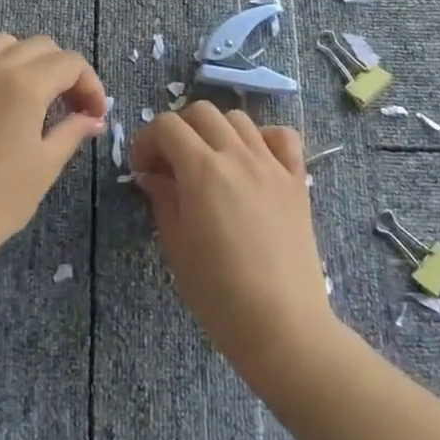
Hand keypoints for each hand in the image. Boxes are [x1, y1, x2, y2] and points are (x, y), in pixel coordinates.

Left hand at [0, 32, 106, 278]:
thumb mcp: (45, 165)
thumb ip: (72, 132)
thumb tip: (93, 119)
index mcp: (27, 84)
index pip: (70, 63)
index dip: (90, 85)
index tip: (95, 116)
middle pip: (40, 46)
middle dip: (63, 71)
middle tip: (72, 108)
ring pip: (2, 42)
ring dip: (24, 57)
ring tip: (33, 90)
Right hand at [130, 103, 335, 383]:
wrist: (283, 327)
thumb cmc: (219, 293)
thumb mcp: (176, 245)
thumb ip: (163, 199)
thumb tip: (153, 175)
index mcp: (202, 169)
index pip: (167, 125)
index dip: (147, 139)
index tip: (143, 167)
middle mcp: (237, 155)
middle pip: (202, 112)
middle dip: (179, 129)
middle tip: (171, 162)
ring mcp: (271, 164)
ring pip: (239, 118)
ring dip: (217, 130)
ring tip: (210, 161)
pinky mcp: (297, 180)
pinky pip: (282, 137)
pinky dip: (264, 138)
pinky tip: (253, 160)